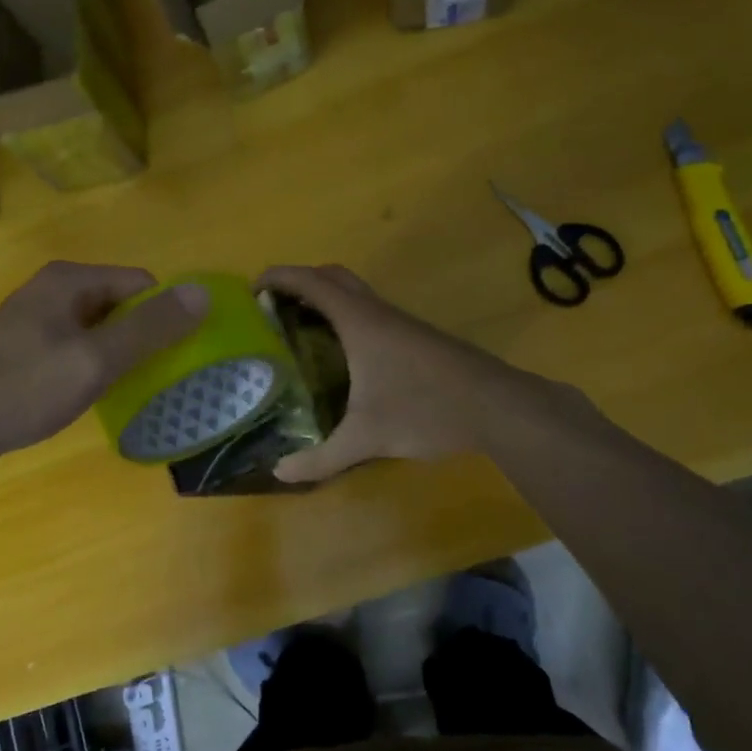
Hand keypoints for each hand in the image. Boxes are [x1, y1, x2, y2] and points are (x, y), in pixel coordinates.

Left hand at [0, 262, 207, 464]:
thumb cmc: (24, 387)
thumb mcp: (96, 359)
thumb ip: (151, 327)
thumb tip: (204, 293)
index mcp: (70, 280)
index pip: (141, 283)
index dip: (164, 315)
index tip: (175, 355)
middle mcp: (51, 289)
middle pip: (119, 304)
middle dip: (142, 336)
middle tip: (155, 377)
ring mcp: (33, 318)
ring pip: (96, 328)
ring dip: (117, 353)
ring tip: (126, 389)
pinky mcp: (21, 347)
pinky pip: (73, 346)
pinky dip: (90, 365)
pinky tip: (89, 394)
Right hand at [258, 265, 543, 483]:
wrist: (499, 408)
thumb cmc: (426, 409)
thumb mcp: (367, 438)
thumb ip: (321, 458)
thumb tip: (279, 473)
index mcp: (360, 323)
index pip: (311, 282)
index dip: (279, 277)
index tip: (252, 287)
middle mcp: (379, 313)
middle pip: (334, 277)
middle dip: (301, 282)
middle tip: (275, 308)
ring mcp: (403, 324)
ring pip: (357, 295)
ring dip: (327, 300)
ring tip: (302, 332)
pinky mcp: (420, 339)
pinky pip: (373, 314)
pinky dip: (349, 319)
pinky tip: (346, 357)